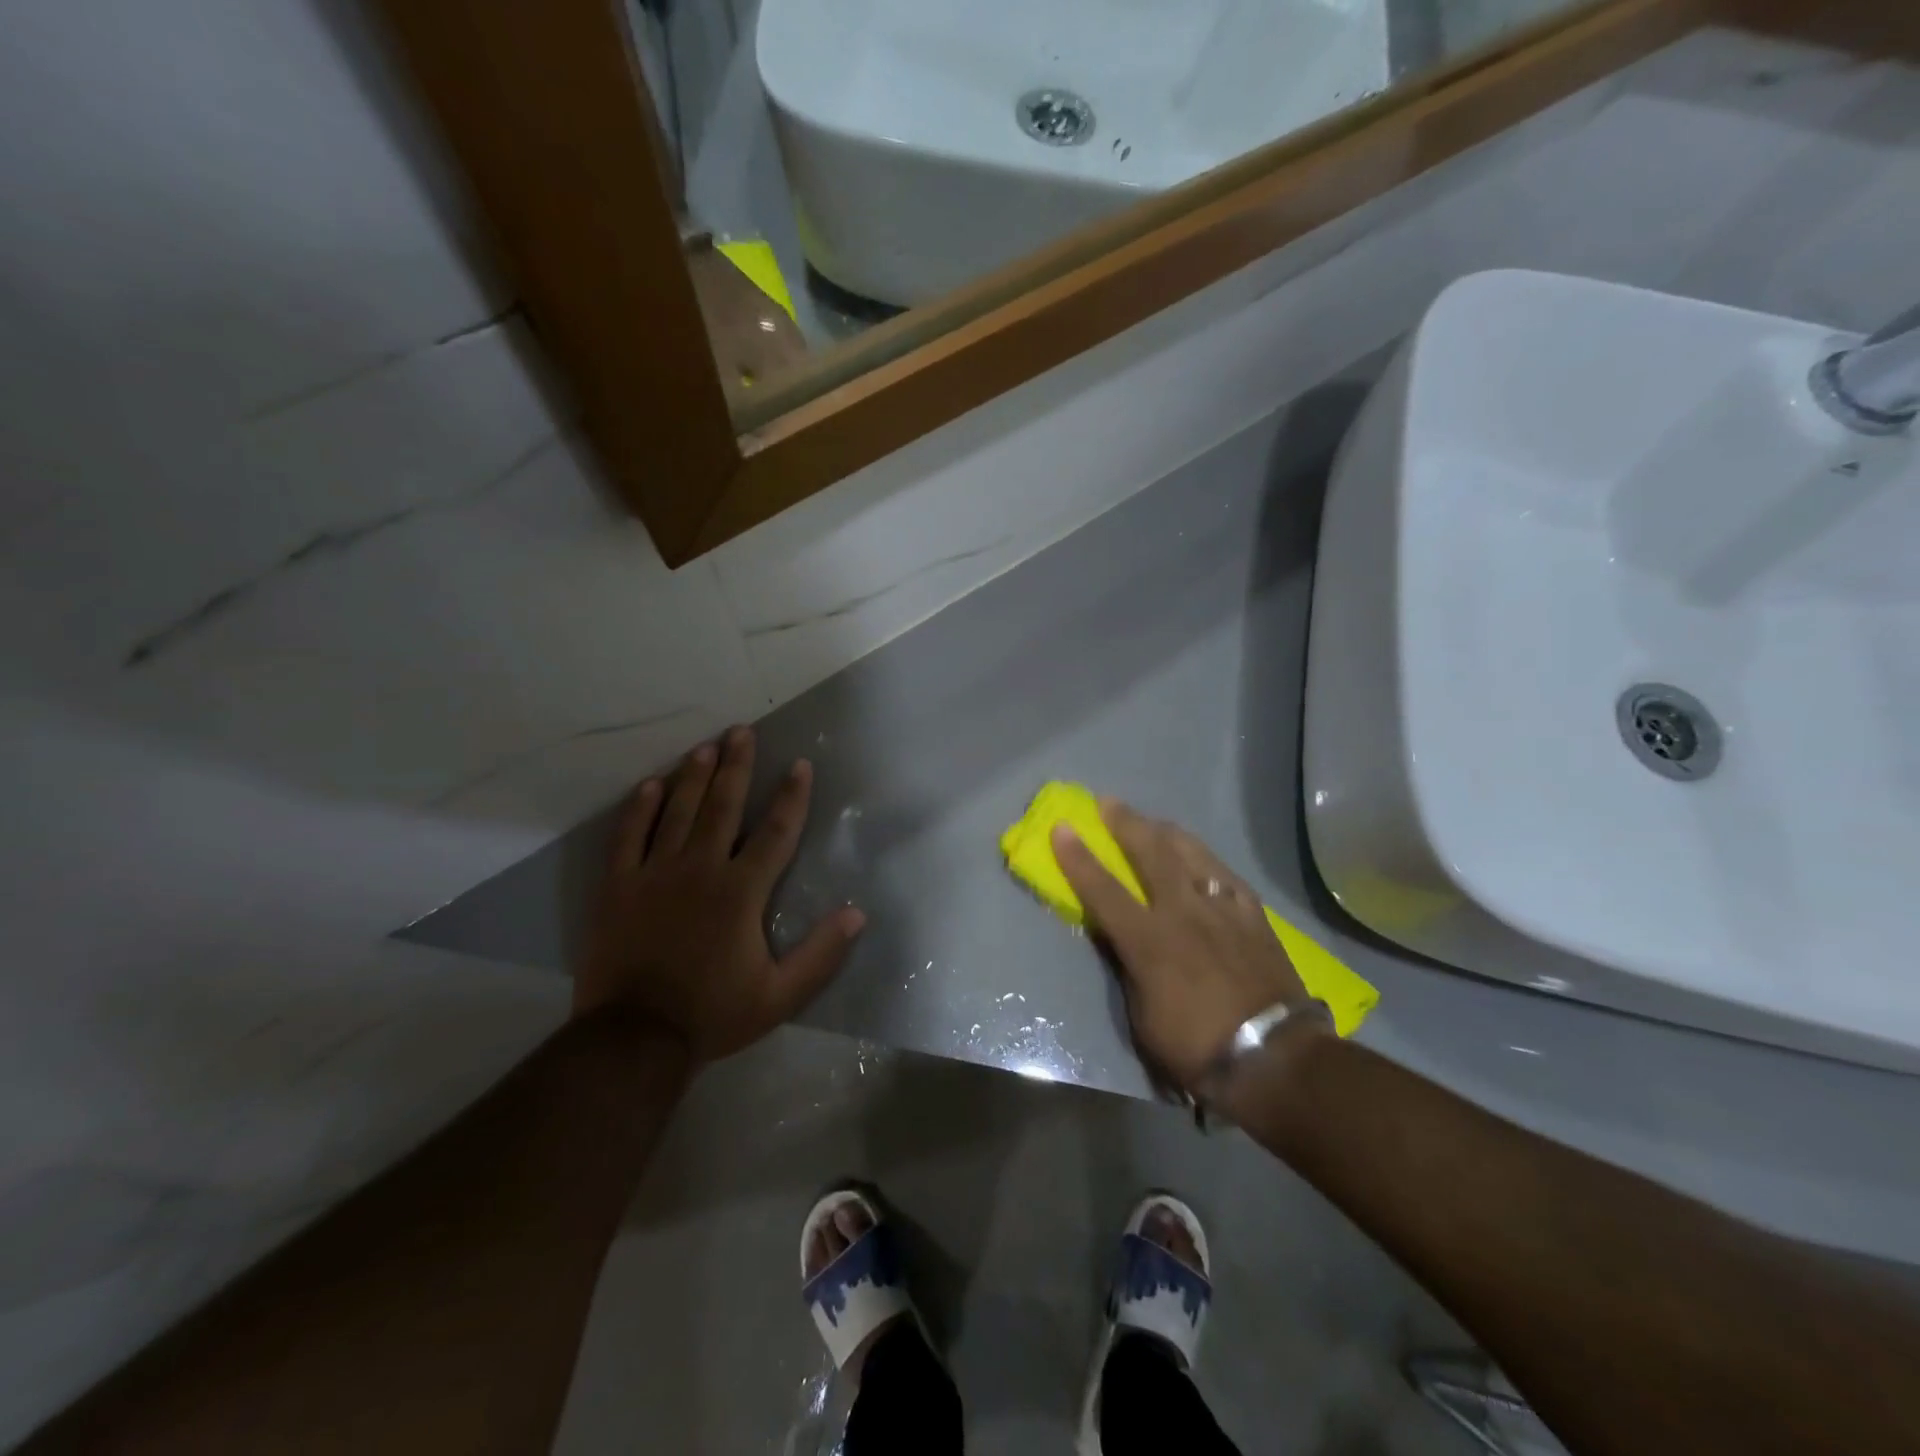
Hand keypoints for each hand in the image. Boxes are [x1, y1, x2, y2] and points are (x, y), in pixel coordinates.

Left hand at [577, 726, 864, 1060]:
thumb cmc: (713, 1014)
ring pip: (677, 812)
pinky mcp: (618, 887)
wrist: (634, 1039)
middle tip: (742, 731)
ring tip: (705, 746)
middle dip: (736, 766)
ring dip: (693, 776)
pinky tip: (650, 785)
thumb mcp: (780, 995)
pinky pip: (628, 837)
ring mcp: (654, 874)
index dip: (792, 796)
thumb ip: (821, 954)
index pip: (776, 831)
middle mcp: (700, 869)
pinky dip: (639, 809)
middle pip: (723, 806)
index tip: (799, 765)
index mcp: (741, 891)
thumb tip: (857, 913)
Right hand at [1051, 800, 1313, 1090]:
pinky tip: (1203, 860)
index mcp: (1148, 939)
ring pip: (1192, 853)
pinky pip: (1227, 875)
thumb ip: (1127, 967)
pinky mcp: (1254, 916)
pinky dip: (1207, 862)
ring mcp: (1222, 909)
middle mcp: (1183, 911)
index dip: (1078, 857)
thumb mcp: (1142, 1017)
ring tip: (1154, 822)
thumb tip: (1116, 937)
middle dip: (1125, 823)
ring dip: (1166, 831)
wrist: (1274, 1057)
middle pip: (1150, 852)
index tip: (1062, 826)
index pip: (1103, 888)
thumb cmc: (1195, 1046)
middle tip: (1108, 802)